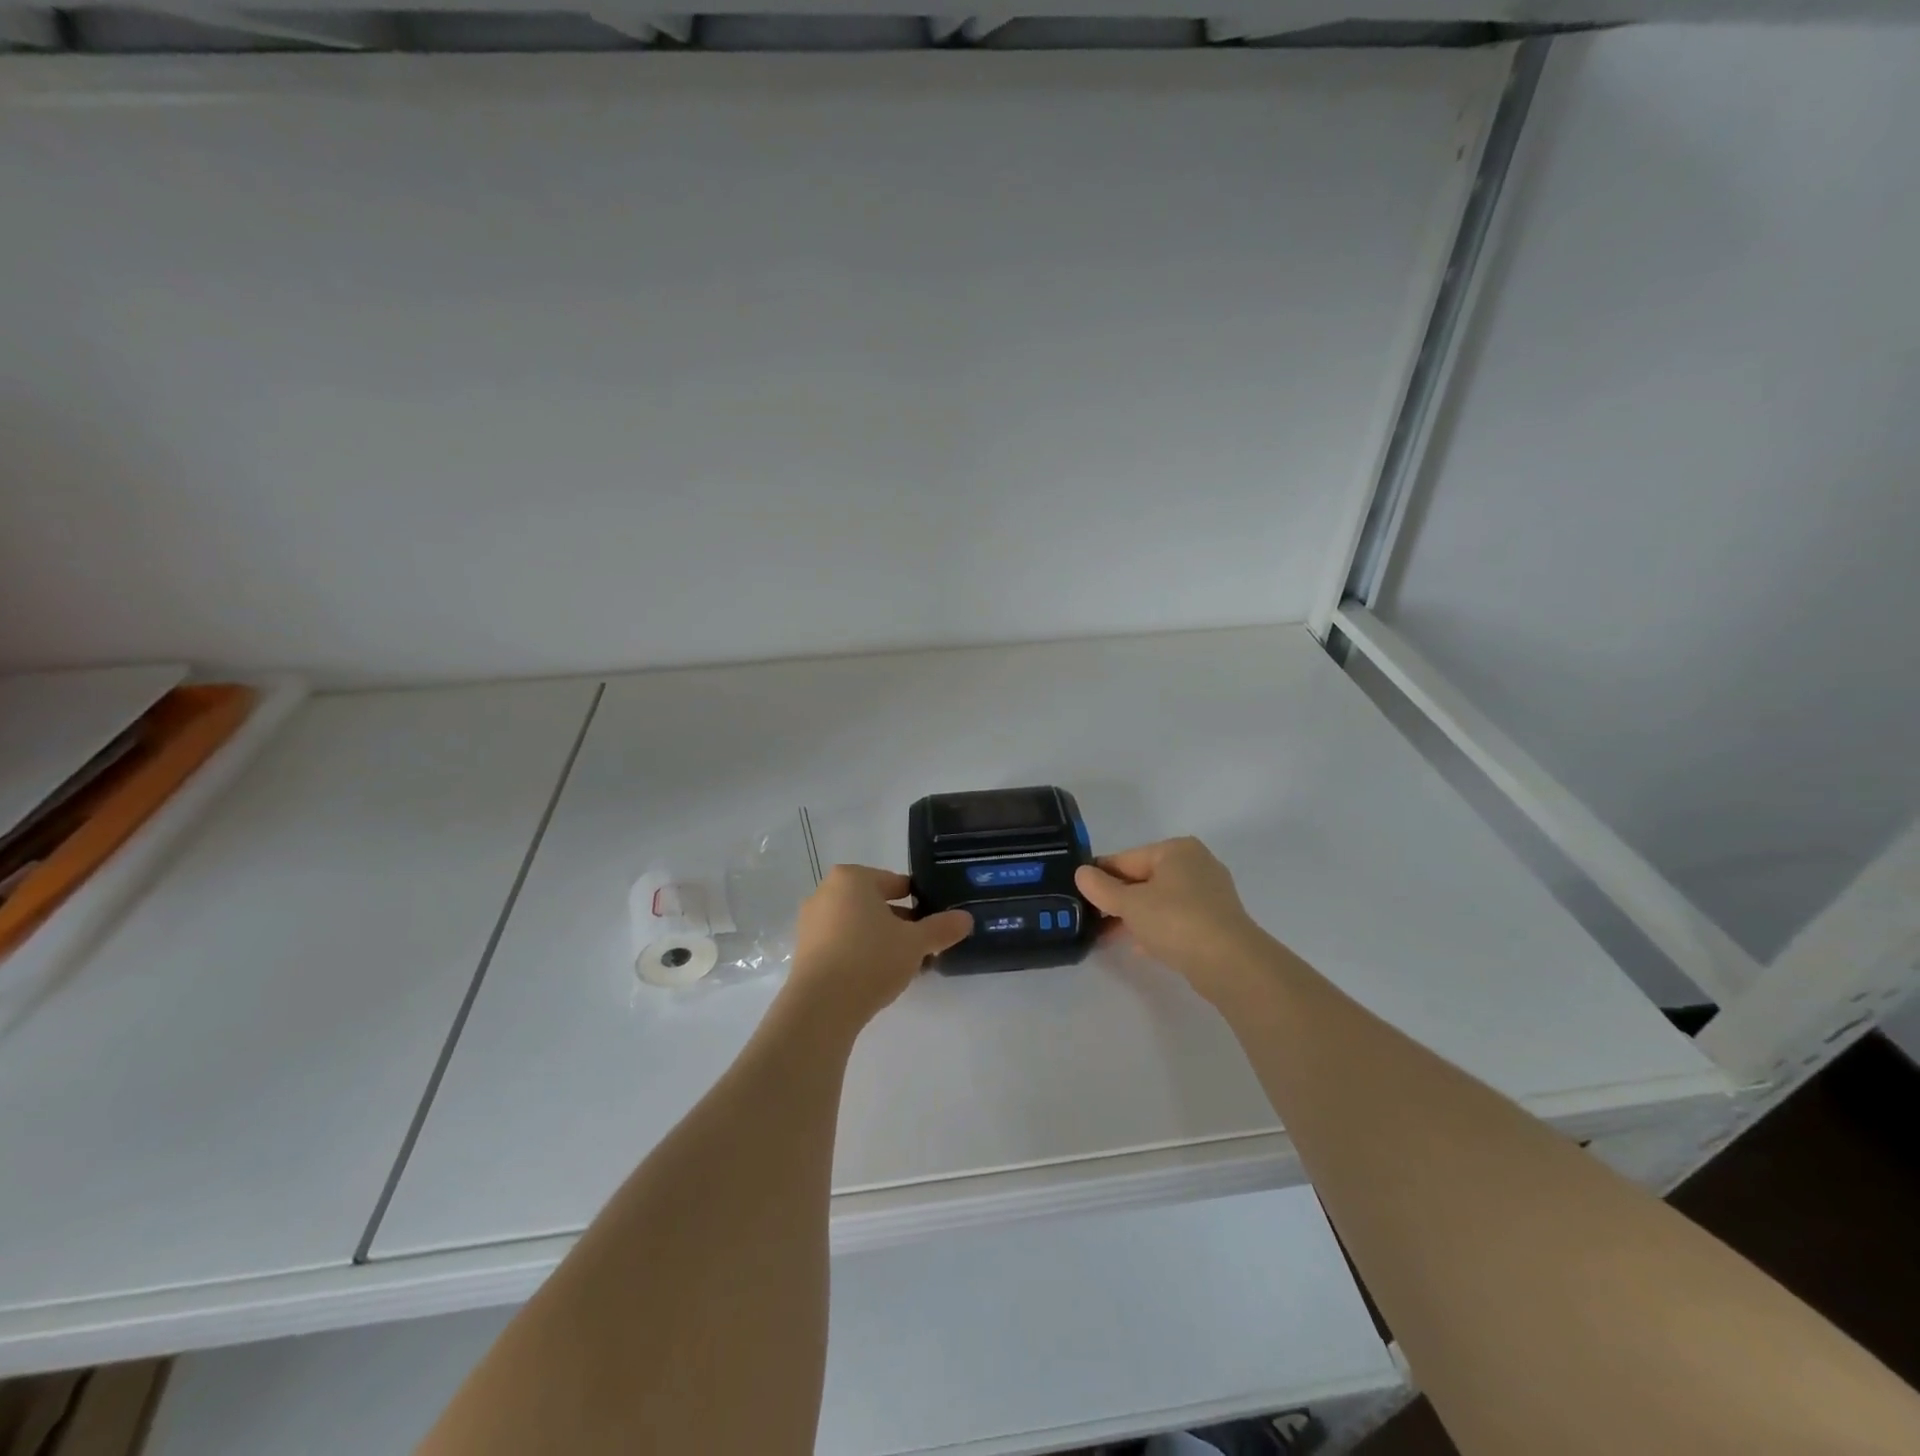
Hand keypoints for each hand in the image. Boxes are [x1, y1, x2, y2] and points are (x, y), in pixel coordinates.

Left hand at [780, 865, 972, 1030]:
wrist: (821, 1007)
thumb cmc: (870, 959)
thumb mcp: (915, 943)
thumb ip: (942, 928)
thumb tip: (966, 919)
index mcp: (851, 878)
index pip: (896, 883)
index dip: (920, 902)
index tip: (936, 923)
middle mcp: (826, 893)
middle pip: (876, 904)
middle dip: (902, 925)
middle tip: (925, 948)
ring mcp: (811, 923)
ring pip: (859, 926)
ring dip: (883, 942)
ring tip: (907, 967)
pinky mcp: (805, 951)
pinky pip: (842, 945)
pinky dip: (861, 955)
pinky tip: (880, 979)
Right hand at [1075, 837, 1274, 1003]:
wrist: (1231, 964)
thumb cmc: (1176, 921)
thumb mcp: (1129, 903)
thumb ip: (1101, 888)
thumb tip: (1081, 873)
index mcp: (1176, 850)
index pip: (1126, 859)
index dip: (1100, 877)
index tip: (1080, 895)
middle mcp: (1196, 864)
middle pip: (1144, 879)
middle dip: (1118, 899)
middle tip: (1091, 919)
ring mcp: (1210, 894)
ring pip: (1160, 901)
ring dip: (1135, 916)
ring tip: (1108, 935)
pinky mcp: (1216, 921)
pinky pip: (1176, 919)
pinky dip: (1156, 928)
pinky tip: (1139, 947)